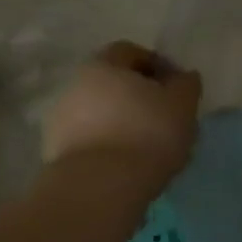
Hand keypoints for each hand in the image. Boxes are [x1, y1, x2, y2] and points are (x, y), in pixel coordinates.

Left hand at [45, 41, 201, 184]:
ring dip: (122, 124)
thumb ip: (186, 84)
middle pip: (113, 84)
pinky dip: (108, 147)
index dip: (157, 66)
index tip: (176, 88)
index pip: (131, 52)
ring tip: (148, 148)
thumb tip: (182, 78)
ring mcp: (60, 122)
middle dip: (138, 97)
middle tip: (164, 117)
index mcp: (103, 64)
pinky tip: (128, 166)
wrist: (98, 189)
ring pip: (100, 114)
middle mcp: (75, 86)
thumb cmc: (146, 133)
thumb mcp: (182, 104)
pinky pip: (90, 142)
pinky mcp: (55, 156)